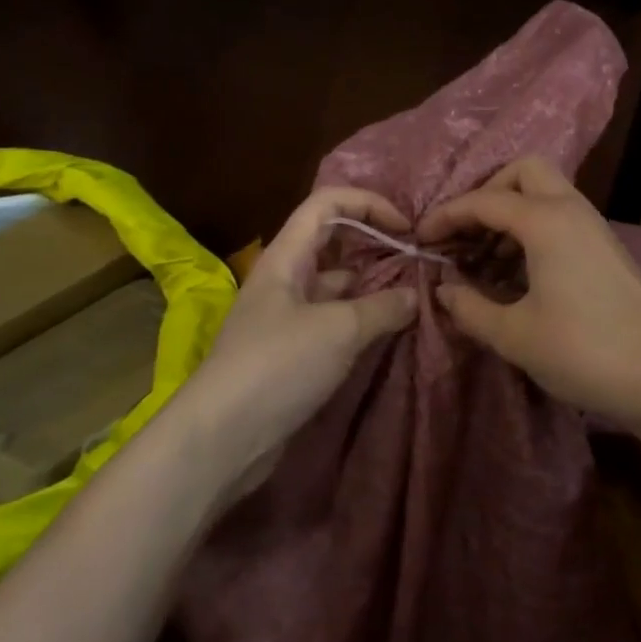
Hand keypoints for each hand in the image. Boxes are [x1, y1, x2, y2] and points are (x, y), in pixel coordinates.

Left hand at [176, 187, 418, 500]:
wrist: (222, 438)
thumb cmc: (277, 365)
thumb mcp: (338, 330)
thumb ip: (382, 307)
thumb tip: (414, 297)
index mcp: (286, 257)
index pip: (327, 204)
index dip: (368, 204)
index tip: (406, 227)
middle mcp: (286, 279)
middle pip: (333, 243)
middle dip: (375, 245)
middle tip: (418, 262)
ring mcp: (288, 318)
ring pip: (337, 286)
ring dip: (373, 287)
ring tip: (415, 297)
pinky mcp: (294, 353)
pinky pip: (335, 322)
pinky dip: (362, 321)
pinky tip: (390, 332)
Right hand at [416, 157, 640, 423]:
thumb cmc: (583, 350)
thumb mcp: (515, 334)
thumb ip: (470, 308)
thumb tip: (443, 290)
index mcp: (545, 220)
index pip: (483, 201)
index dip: (446, 216)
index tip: (420, 240)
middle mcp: (571, 210)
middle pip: (523, 172)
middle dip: (487, 193)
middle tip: (464, 234)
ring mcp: (593, 227)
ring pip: (544, 195)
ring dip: (509, 215)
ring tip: (482, 261)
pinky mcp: (605, 249)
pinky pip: (559, 219)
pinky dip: (531, 232)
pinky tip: (515, 276)